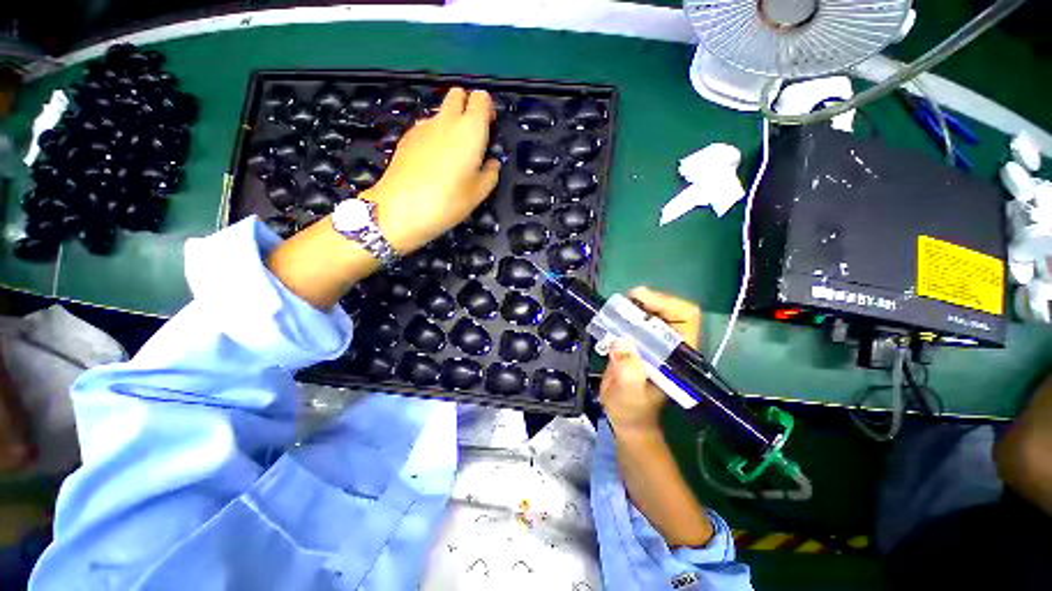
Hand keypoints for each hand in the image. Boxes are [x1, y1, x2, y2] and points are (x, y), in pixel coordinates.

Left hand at [362, 87, 500, 253]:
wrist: (401, 208)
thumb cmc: (448, 201)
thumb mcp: (479, 193)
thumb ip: (490, 174)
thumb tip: (492, 164)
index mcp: (470, 130)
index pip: (481, 98)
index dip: (488, 108)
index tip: (490, 126)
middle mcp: (447, 120)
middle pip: (458, 95)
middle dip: (468, 106)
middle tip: (473, 135)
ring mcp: (424, 126)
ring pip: (441, 111)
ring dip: (450, 122)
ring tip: (452, 154)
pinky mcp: (407, 136)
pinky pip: (426, 126)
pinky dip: (434, 134)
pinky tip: (433, 160)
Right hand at [599, 286, 701, 438]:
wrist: (626, 417)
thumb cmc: (632, 410)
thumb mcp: (629, 395)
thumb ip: (629, 373)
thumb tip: (621, 342)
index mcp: (679, 356)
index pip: (686, 318)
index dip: (666, 303)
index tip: (640, 300)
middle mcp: (672, 345)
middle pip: (671, 310)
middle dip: (649, 300)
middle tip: (625, 300)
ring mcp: (657, 343)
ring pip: (654, 312)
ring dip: (637, 305)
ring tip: (617, 307)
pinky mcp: (642, 342)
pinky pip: (638, 320)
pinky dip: (627, 313)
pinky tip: (614, 316)